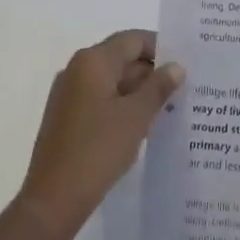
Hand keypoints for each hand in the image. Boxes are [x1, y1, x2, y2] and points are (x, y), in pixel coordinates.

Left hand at [17, 30, 183, 239]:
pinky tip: (144, 125)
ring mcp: (69, 94)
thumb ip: (158, 87)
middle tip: (185, 89)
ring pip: (112, 81)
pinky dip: (123, 106)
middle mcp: (77, 69)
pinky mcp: (67, 117)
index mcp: (92, 61)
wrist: (53, 199)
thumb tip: (176, 66)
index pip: (133, 39)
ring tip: (171, 108)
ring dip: (139, 92)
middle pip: (122, 58)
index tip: (186, 64)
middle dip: (152, 72)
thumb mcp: (136, 117)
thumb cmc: (97, 150)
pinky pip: (101, 100)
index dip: (161, 47)